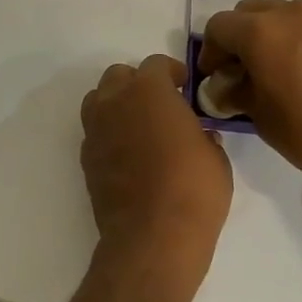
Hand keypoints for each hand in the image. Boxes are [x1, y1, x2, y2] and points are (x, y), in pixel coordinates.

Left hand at [80, 55, 231, 279]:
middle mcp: (115, 103)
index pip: (156, 64)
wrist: (152, 237)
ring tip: (139, 125)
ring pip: (99, 100)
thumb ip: (203, 135)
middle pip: (118, 76)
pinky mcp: (86, 159)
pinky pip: (95, 132)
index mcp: (149, 91)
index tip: (185, 87)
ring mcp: (95, 131)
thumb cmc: (194, 190)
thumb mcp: (215, 157)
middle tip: (161, 104)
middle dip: (139, 83)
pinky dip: (109, 133)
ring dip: (117, 104)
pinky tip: (128, 155)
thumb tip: (199, 135)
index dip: (173, 72)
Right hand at [196, 0, 301, 170]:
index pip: (218, 27)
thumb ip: (236, 92)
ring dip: (265, 35)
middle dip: (237, 37)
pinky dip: (290, 38)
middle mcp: (287, 12)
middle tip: (238, 70)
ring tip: (268, 69)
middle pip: (247, 13)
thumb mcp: (260, 115)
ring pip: (277, 14)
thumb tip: (224, 87)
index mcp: (259, 31)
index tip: (213, 76)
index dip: (210, 52)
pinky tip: (295, 69)